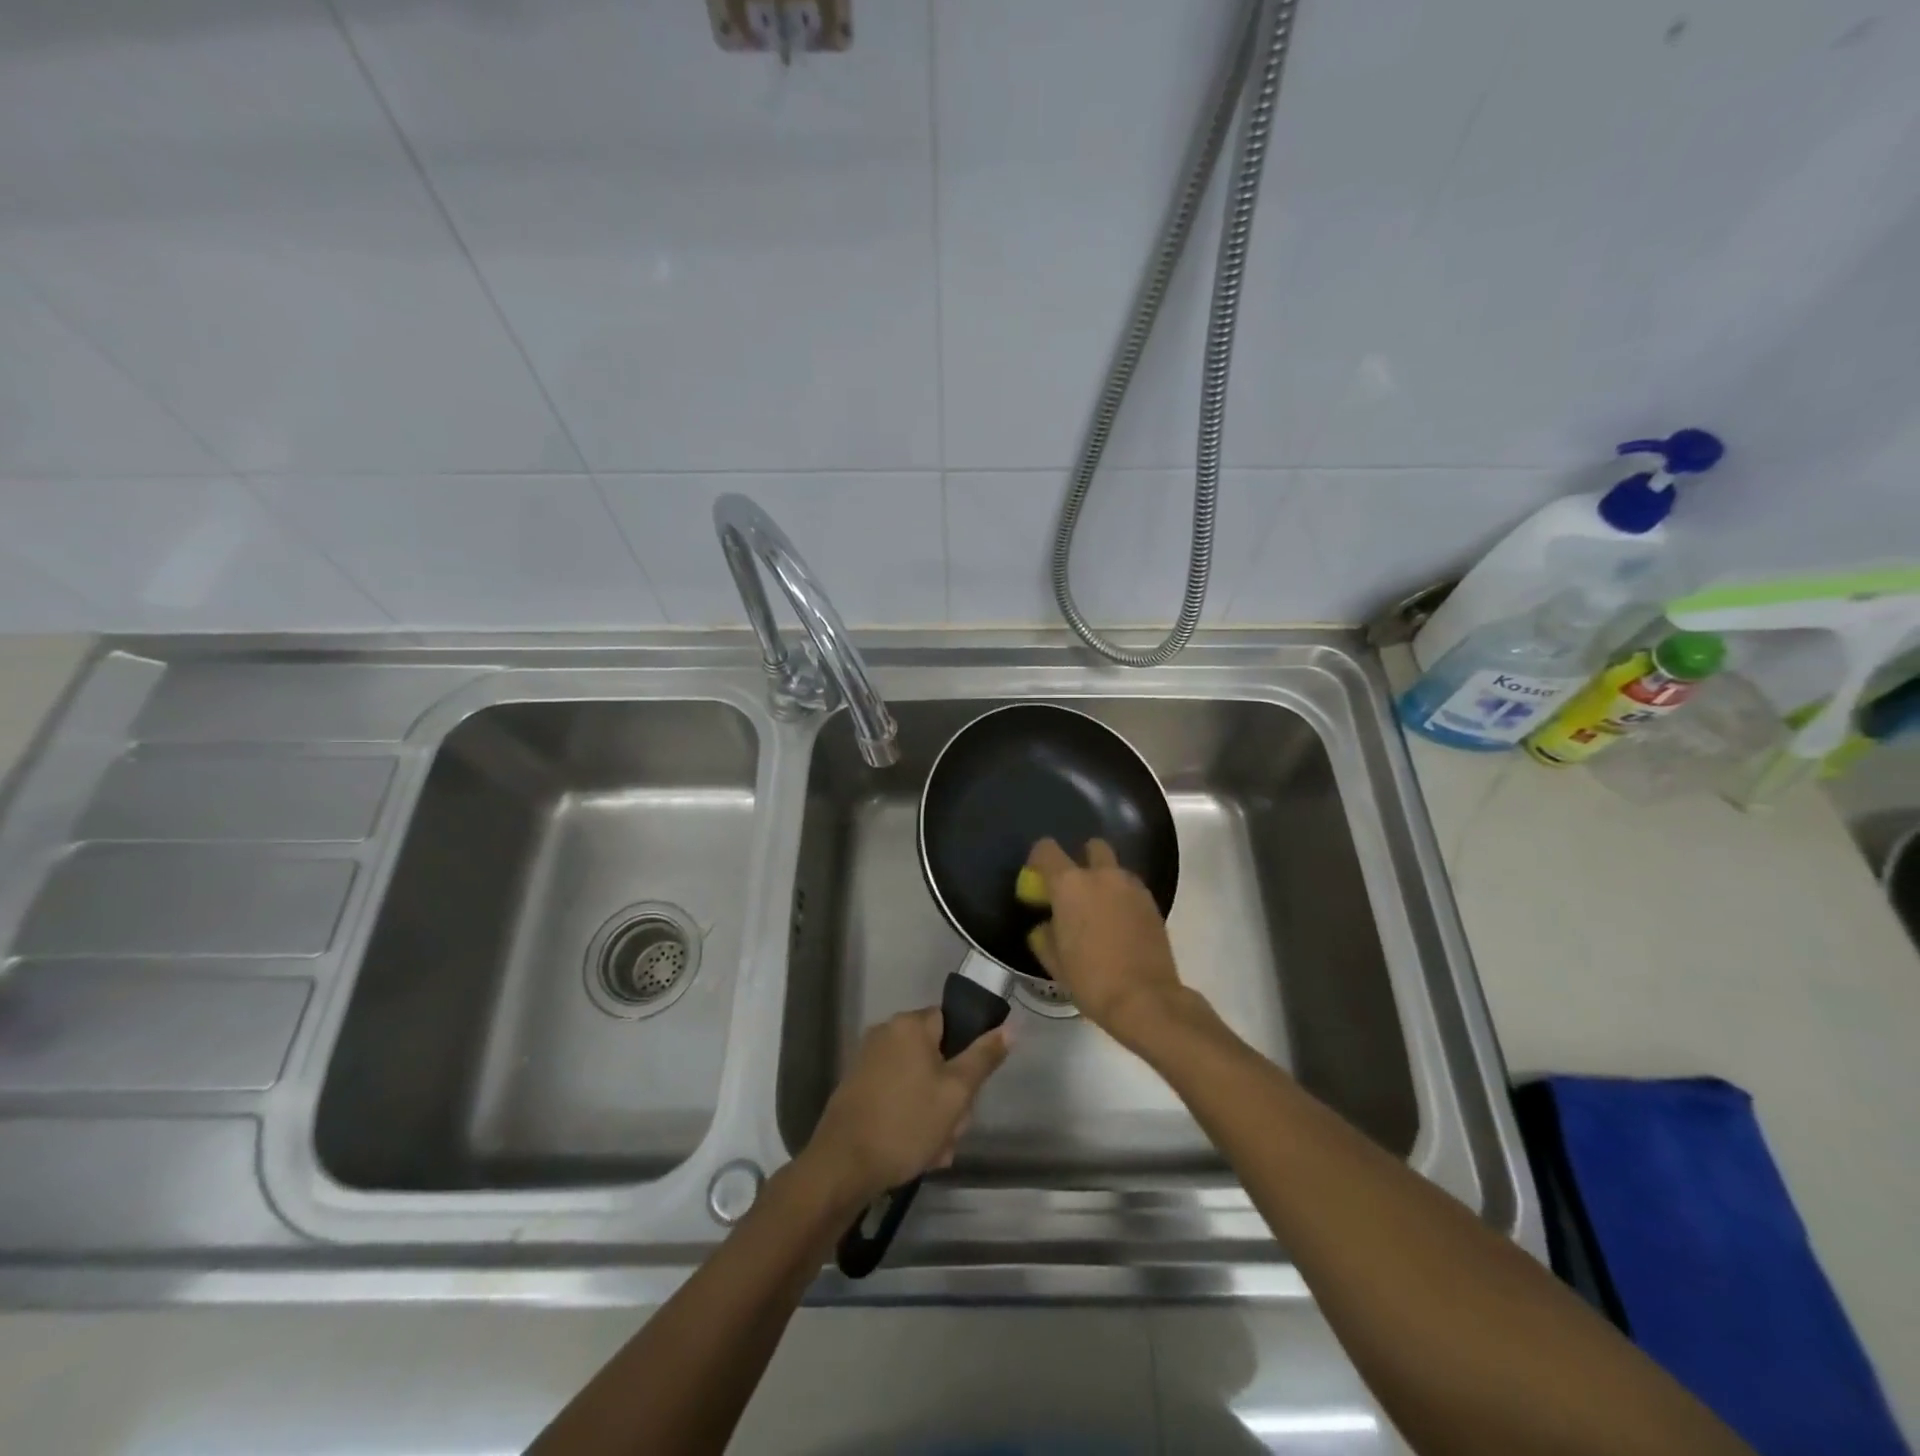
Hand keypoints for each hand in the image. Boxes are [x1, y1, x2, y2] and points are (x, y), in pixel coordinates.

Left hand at [803, 1008, 1009, 1206]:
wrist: (842, 1165)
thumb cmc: (906, 1122)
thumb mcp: (956, 1092)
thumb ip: (984, 1057)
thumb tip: (1010, 1027)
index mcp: (910, 1025)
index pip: (952, 1022)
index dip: (967, 1054)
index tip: (971, 1089)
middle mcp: (886, 1033)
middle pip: (936, 1056)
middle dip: (951, 1095)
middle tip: (954, 1129)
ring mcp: (869, 1061)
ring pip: (919, 1082)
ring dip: (934, 1114)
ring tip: (936, 1150)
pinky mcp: (857, 1088)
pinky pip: (897, 1096)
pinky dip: (910, 1119)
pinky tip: (917, 1152)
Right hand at [1026, 837, 1188, 1045]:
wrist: (1145, 999)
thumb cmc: (1091, 979)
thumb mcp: (1054, 961)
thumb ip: (1045, 935)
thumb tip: (1047, 925)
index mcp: (1069, 885)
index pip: (1046, 849)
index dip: (1038, 860)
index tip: (1037, 880)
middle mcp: (1102, 876)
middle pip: (1091, 847)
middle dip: (1082, 860)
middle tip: (1075, 890)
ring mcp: (1131, 887)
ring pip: (1115, 869)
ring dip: (1105, 881)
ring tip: (1100, 912)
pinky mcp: (1152, 903)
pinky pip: (1131, 889)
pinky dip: (1123, 899)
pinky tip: (1120, 926)